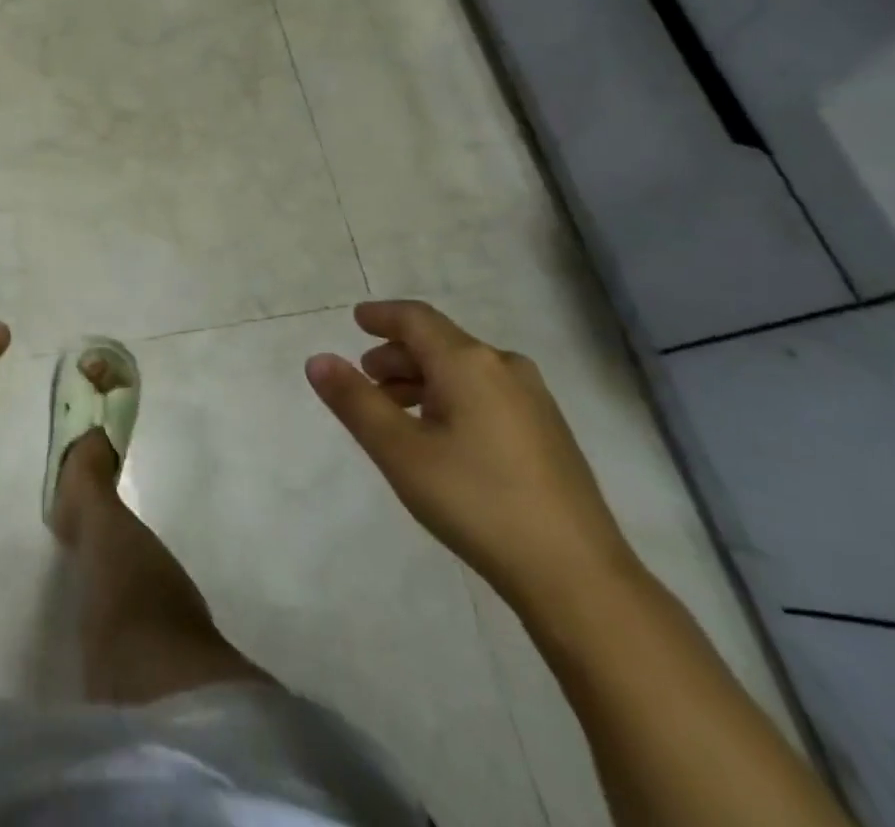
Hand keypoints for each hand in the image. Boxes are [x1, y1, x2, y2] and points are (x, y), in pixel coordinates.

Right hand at [305, 300, 634, 603]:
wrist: (578, 577)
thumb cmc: (477, 502)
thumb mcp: (400, 451)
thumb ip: (355, 401)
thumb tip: (317, 360)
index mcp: (469, 362)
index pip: (416, 319)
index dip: (382, 316)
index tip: (356, 320)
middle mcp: (504, 367)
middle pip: (440, 343)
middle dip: (397, 355)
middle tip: (366, 378)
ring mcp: (534, 400)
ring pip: (464, 370)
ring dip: (423, 379)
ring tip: (395, 410)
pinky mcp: (549, 432)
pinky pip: (487, 393)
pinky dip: (452, 397)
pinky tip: (440, 435)